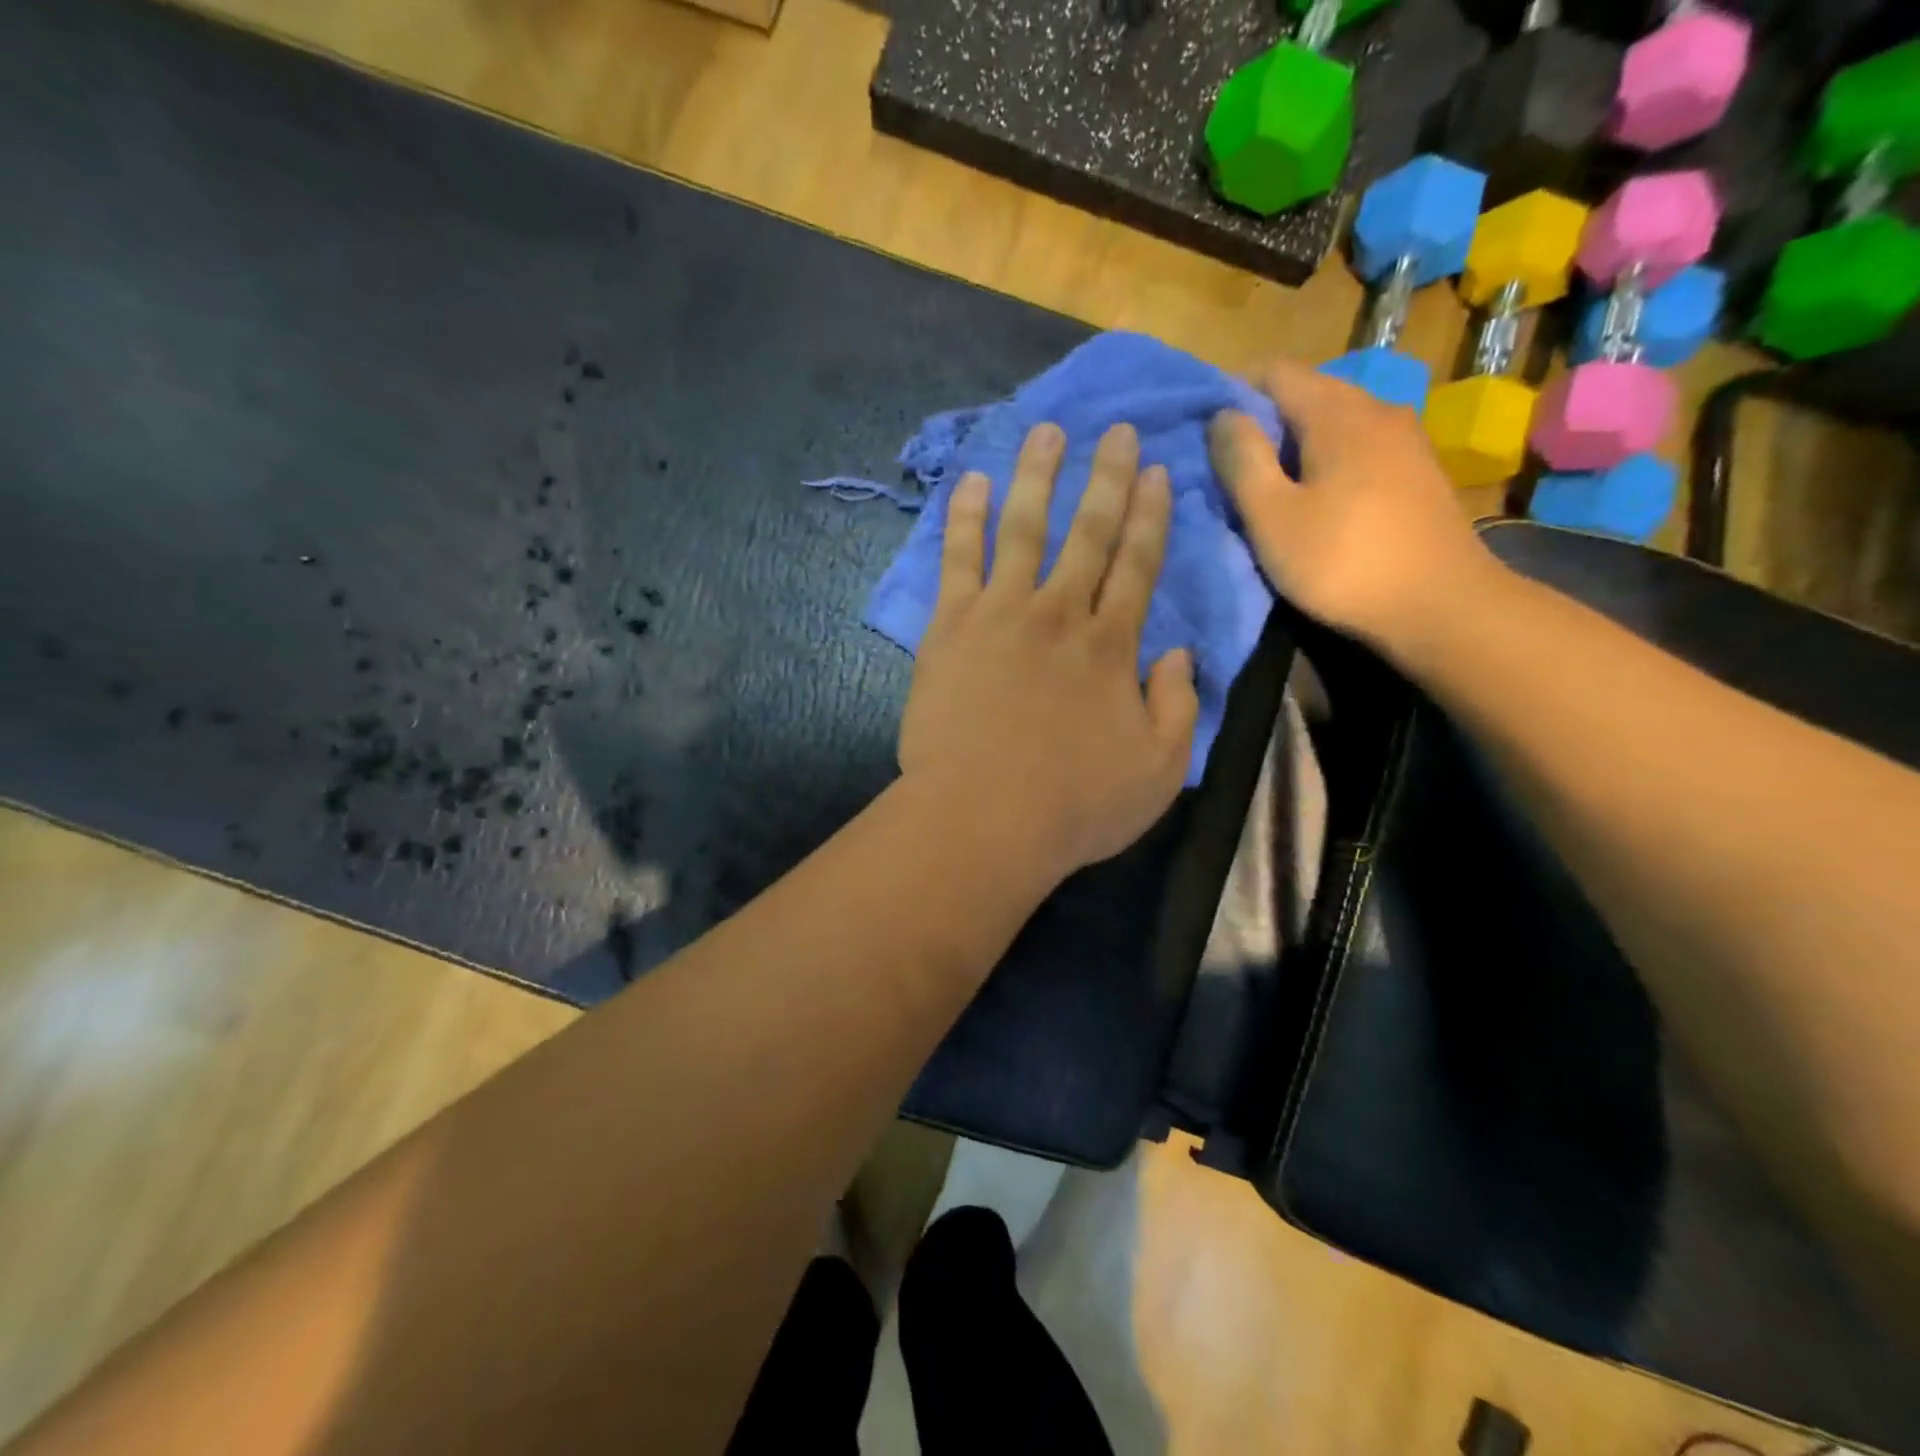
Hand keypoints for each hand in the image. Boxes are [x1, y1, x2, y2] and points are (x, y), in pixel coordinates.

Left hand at [898, 421, 1198, 881]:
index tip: (1155, 473)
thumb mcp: (1159, 770)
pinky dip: (964, 518)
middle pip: (1087, 533)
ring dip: (1037, 477)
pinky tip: (970, 482)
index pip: (1138, 565)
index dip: (1149, 516)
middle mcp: (1059, 614)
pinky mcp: (950, 628)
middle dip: (1105, 478)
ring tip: (1046, 432)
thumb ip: (1179, 707)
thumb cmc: (1074, 805)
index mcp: (1111, 646)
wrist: (982, 818)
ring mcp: (1000, 614)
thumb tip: (1181, 653)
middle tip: (1115, 430)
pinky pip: (958, 560)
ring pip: (1022, 529)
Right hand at [1208, 358, 1505, 652]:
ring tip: (1267, 483)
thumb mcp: (1272, 516)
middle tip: (1229, 462)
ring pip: (1335, 422)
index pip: (1276, 372)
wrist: (1440, 606)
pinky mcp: (1418, 472)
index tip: (1205, 428)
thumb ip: (1242, 460)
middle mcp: (1376, 409)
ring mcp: (1405, 440)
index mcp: (1337, 412)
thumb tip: (1223, 414)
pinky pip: (1358, 447)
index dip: (1234, 391)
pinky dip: (1326, 459)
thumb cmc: (1342, 561)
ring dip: (1295, 442)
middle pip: (1308, 393)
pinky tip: (1315, 497)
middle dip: (1263, 419)